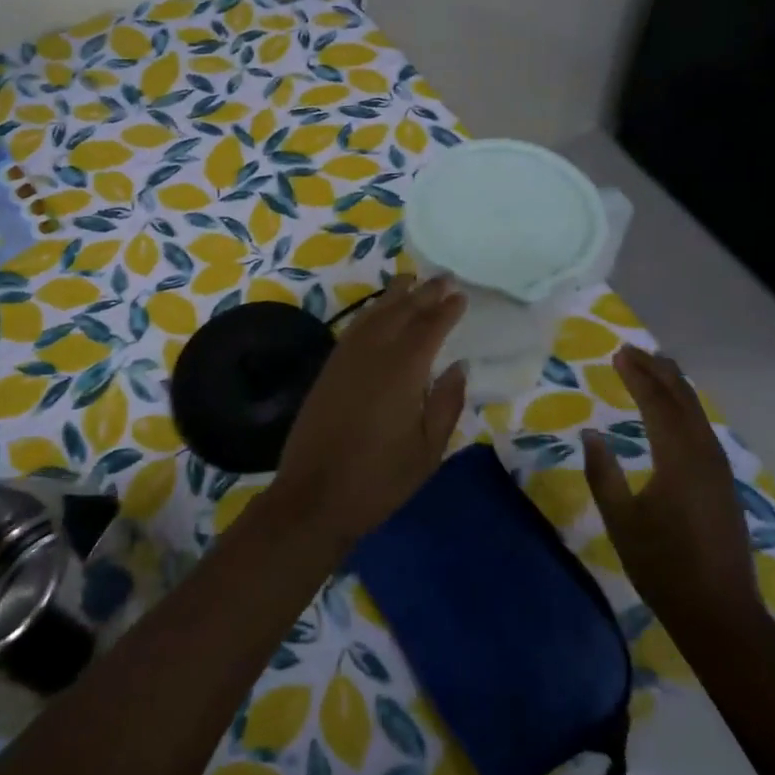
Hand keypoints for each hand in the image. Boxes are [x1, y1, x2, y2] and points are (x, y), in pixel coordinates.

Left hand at [267, 275, 467, 551]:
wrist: (314, 496)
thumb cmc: (380, 479)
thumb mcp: (428, 450)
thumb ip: (446, 403)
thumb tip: (459, 366)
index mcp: (402, 371)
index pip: (428, 328)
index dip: (446, 310)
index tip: (461, 296)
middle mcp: (372, 354)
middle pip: (401, 312)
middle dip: (424, 293)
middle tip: (444, 278)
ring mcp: (346, 359)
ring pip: (374, 315)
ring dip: (394, 295)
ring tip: (411, 280)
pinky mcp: (329, 369)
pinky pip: (354, 328)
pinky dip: (370, 313)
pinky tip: (377, 312)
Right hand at [582, 345, 761, 640]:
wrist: (720, 613)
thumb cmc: (663, 566)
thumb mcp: (621, 521)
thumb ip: (603, 474)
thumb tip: (591, 433)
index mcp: (678, 460)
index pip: (657, 404)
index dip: (638, 376)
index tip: (618, 354)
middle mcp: (704, 455)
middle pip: (683, 400)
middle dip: (659, 372)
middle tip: (633, 350)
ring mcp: (718, 469)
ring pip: (697, 413)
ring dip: (675, 387)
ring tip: (655, 367)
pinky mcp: (723, 482)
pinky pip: (703, 429)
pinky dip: (686, 408)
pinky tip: (676, 410)